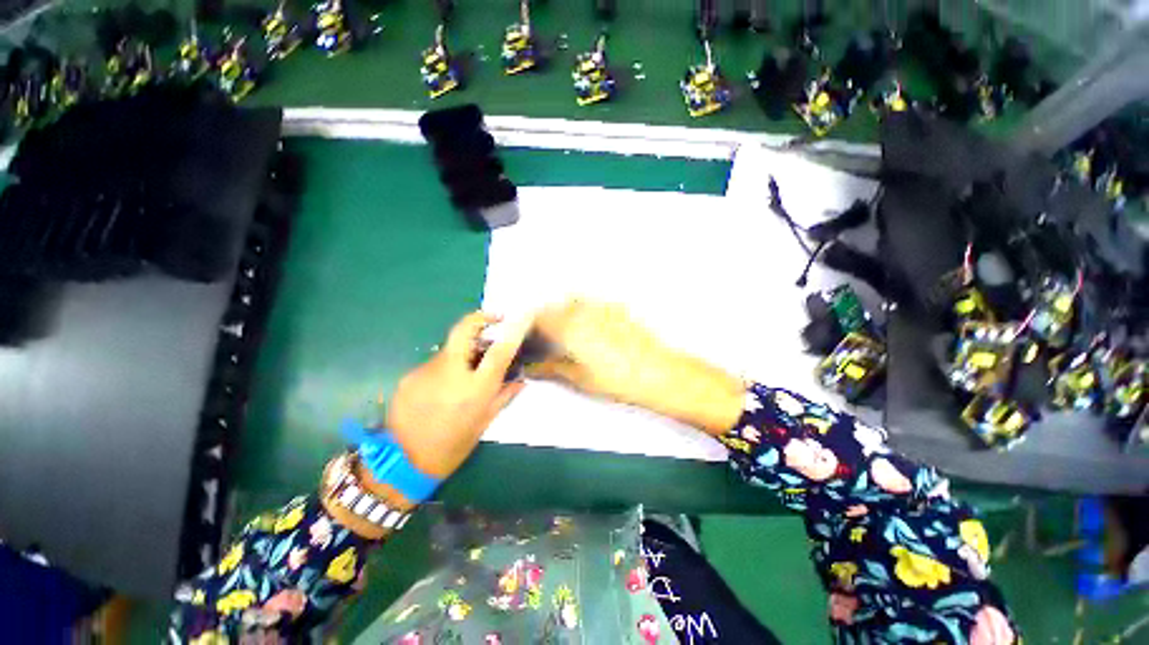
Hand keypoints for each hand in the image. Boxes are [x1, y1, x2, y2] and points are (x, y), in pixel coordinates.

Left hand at [384, 311, 533, 480]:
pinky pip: (435, 363)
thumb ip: (504, 396)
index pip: (498, 352)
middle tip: (494, 320)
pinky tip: (446, 384)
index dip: (512, 332)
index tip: (520, 319)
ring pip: (450, 348)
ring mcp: (426, 371)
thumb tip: (521, 379)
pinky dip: (447, 366)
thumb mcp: (484, 423)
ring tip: (470, 367)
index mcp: (474, 389)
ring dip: (464, 351)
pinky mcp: (409, 376)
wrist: (401, 464)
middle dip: (480, 318)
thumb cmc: (452, 447)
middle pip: (463, 330)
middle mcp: (450, 373)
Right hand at [529, 300, 670, 405]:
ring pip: (574, 301)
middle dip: (548, 318)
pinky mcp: (618, 308)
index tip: (530, 335)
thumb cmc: (618, 378)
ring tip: (570, 332)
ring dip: (566, 311)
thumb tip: (532, 368)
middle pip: (556, 306)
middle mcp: (583, 311)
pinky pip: (593, 302)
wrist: (656, 371)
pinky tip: (593, 327)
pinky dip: (585, 309)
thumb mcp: (579, 377)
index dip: (531, 325)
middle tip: (549, 337)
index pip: (540, 317)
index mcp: (570, 327)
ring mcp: (602, 307)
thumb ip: (551, 368)